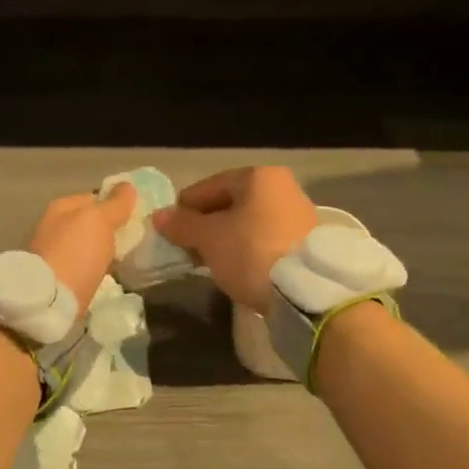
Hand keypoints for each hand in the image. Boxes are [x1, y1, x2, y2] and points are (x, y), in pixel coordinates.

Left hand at [28, 184, 136, 312]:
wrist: (49, 301)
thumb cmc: (75, 253)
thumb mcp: (100, 221)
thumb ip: (116, 204)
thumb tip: (128, 186)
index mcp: (62, 207)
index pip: (95, 198)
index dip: (116, 205)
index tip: (136, 219)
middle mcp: (54, 226)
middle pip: (90, 224)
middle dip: (110, 232)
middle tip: (134, 242)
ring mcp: (53, 253)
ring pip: (87, 247)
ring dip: (103, 253)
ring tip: (126, 262)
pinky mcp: (57, 279)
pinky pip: (83, 268)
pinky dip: (95, 271)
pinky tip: (109, 277)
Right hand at [153, 166, 317, 314]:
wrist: (308, 291)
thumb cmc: (252, 252)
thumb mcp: (209, 238)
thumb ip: (182, 225)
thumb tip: (159, 216)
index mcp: (258, 176)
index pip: (209, 186)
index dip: (185, 208)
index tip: (170, 230)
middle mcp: (283, 187)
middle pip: (231, 203)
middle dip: (207, 224)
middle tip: (188, 248)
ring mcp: (300, 214)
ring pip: (250, 222)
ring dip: (228, 238)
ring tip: (211, 261)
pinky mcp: (309, 242)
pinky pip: (267, 238)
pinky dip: (249, 249)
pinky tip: (239, 268)